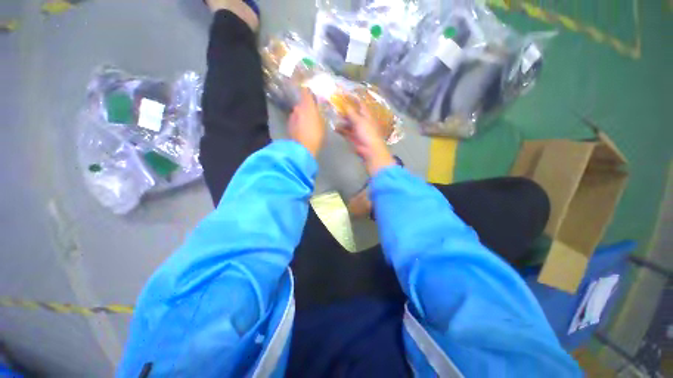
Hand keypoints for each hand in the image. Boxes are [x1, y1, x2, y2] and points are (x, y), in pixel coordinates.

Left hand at [288, 88, 324, 157]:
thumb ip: (319, 115)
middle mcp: (297, 108)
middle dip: (306, 108)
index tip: (311, 93)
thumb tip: (317, 110)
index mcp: (307, 106)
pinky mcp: (289, 125)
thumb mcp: (323, 124)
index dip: (308, 92)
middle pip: (301, 104)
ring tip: (308, 124)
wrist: (303, 148)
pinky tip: (303, 130)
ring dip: (302, 116)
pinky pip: (295, 120)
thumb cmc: (316, 135)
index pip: (305, 92)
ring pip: (298, 113)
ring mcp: (292, 117)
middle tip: (313, 115)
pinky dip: (298, 123)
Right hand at [338, 102, 395, 175]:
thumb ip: (352, 113)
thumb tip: (345, 105)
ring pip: (347, 123)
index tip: (344, 94)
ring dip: (341, 120)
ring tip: (334, 117)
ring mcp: (356, 129)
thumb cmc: (367, 132)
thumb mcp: (360, 121)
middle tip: (335, 106)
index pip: (359, 104)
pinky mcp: (352, 137)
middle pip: (352, 114)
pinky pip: (345, 132)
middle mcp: (361, 121)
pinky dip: (340, 130)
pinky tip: (335, 128)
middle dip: (344, 110)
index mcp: (366, 115)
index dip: (353, 99)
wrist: (369, 150)